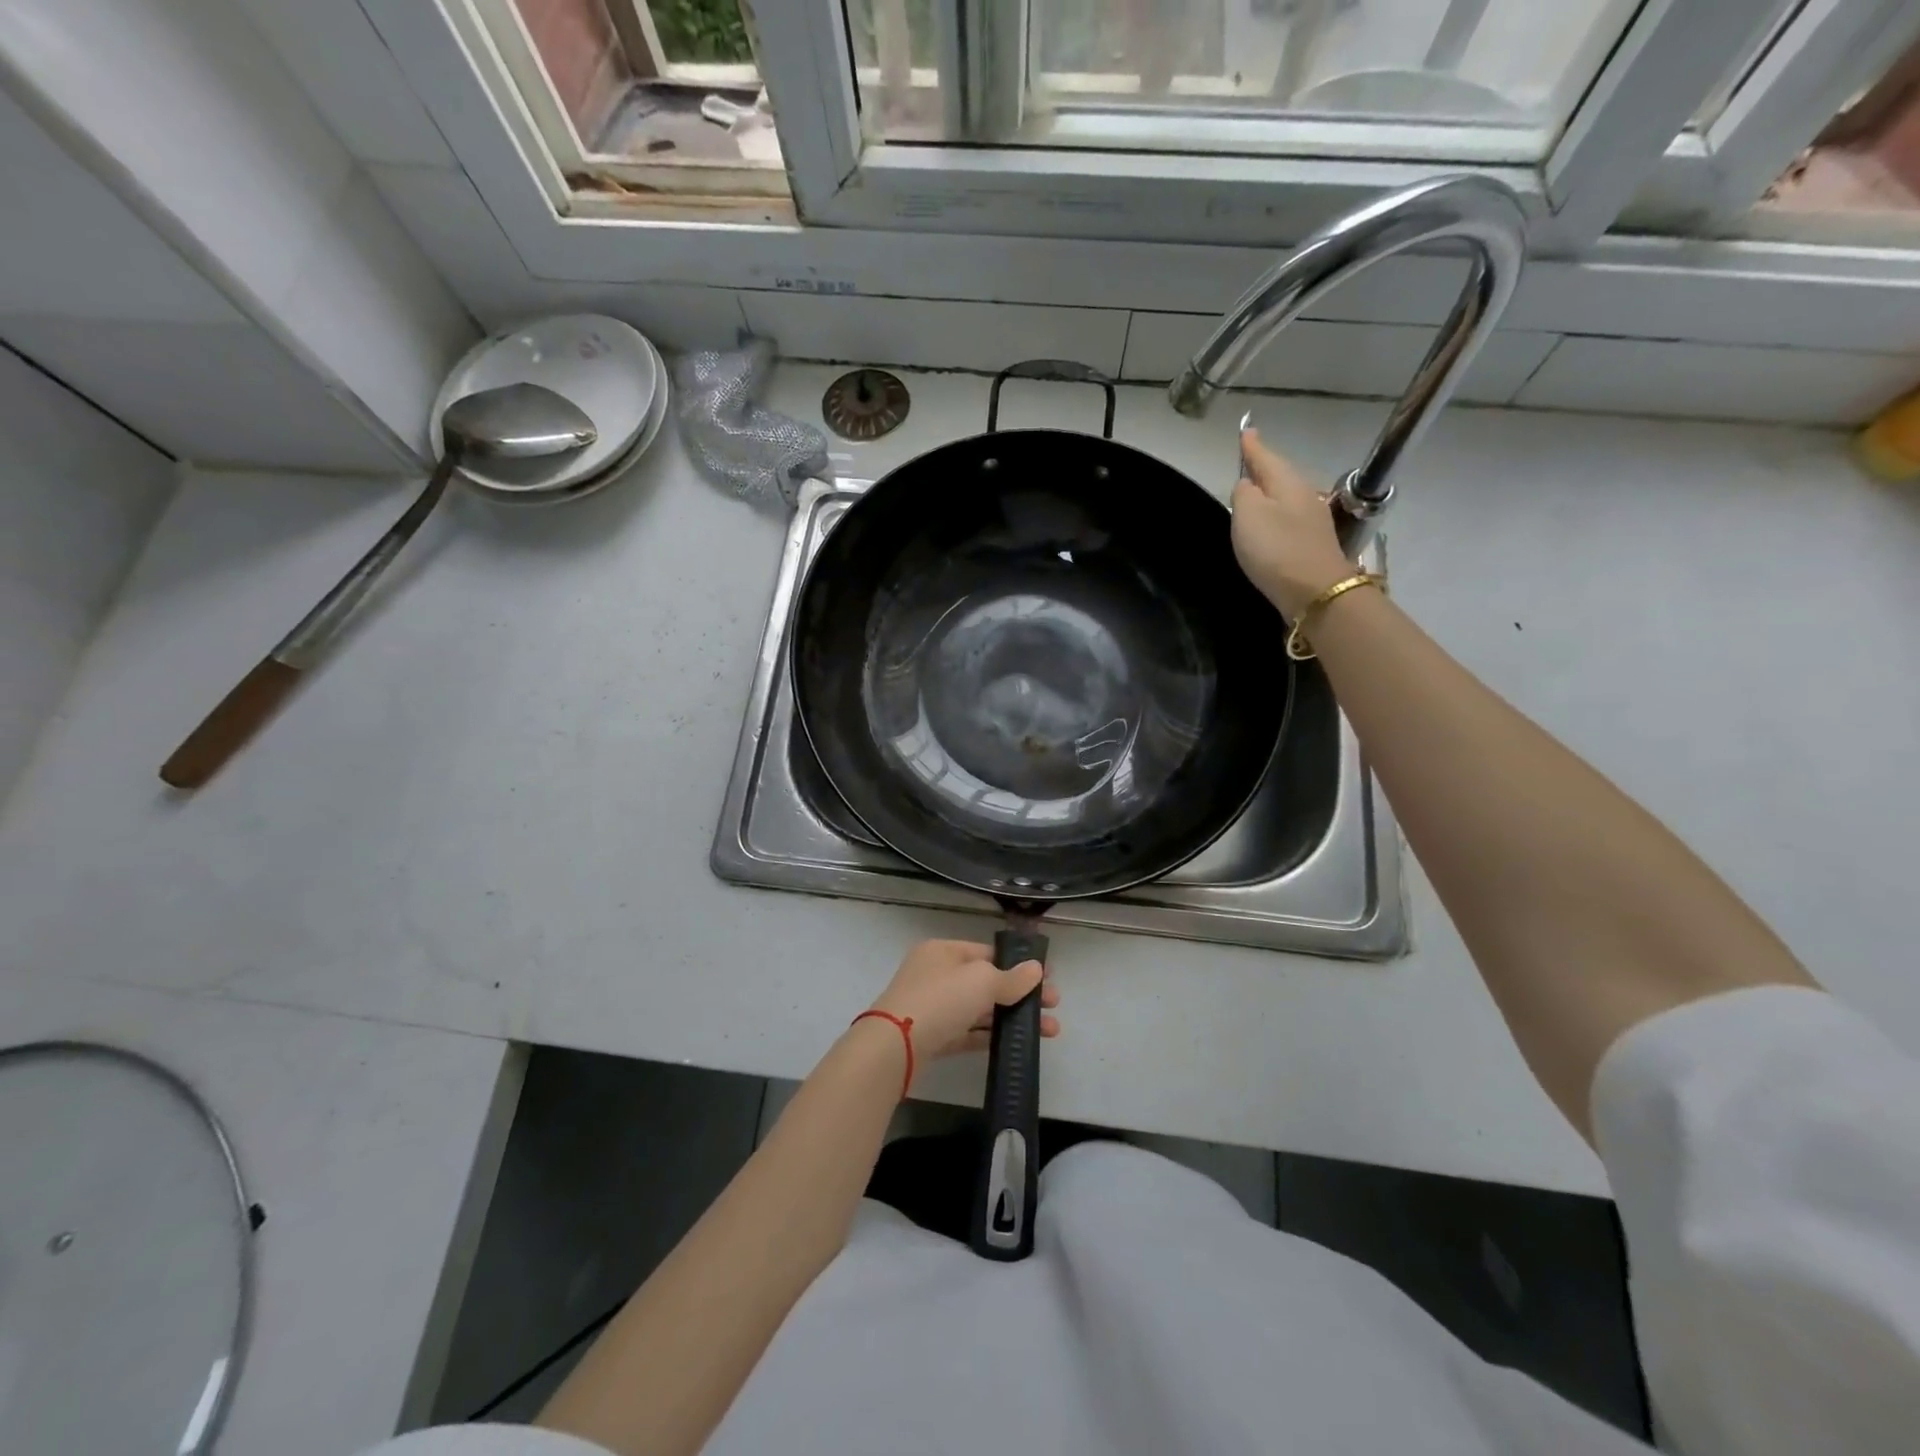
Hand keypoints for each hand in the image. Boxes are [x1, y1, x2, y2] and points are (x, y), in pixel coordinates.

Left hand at [868, 939, 1061, 1059]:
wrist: (894, 1047)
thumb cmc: (940, 999)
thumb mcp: (981, 981)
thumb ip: (1011, 977)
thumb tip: (1036, 969)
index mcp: (944, 951)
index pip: (988, 953)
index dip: (1019, 964)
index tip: (1048, 979)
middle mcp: (937, 974)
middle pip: (987, 981)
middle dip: (1022, 994)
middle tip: (1054, 1007)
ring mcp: (934, 1007)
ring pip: (980, 1009)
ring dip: (1012, 1018)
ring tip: (1049, 1031)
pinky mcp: (933, 1037)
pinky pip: (968, 1032)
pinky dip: (991, 1036)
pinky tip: (1017, 1045)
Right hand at [1231, 427, 1354, 618]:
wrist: (1315, 591)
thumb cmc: (1276, 549)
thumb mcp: (1248, 515)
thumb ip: (1243, 493)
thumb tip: (1247, 485)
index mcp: (1286, 482)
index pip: (1265, 457)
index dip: (1253, 446)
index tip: (1246, 430)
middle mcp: (1303, 494)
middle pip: (1279, 475)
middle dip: (1263, 467)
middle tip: (1248, 458)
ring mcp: (1311, 519)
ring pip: (1285, 496)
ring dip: (1270, 491)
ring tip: (1254, 490)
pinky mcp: (1312, 543)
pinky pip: (1288, 517)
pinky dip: (1276, 513)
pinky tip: (1269, 521)